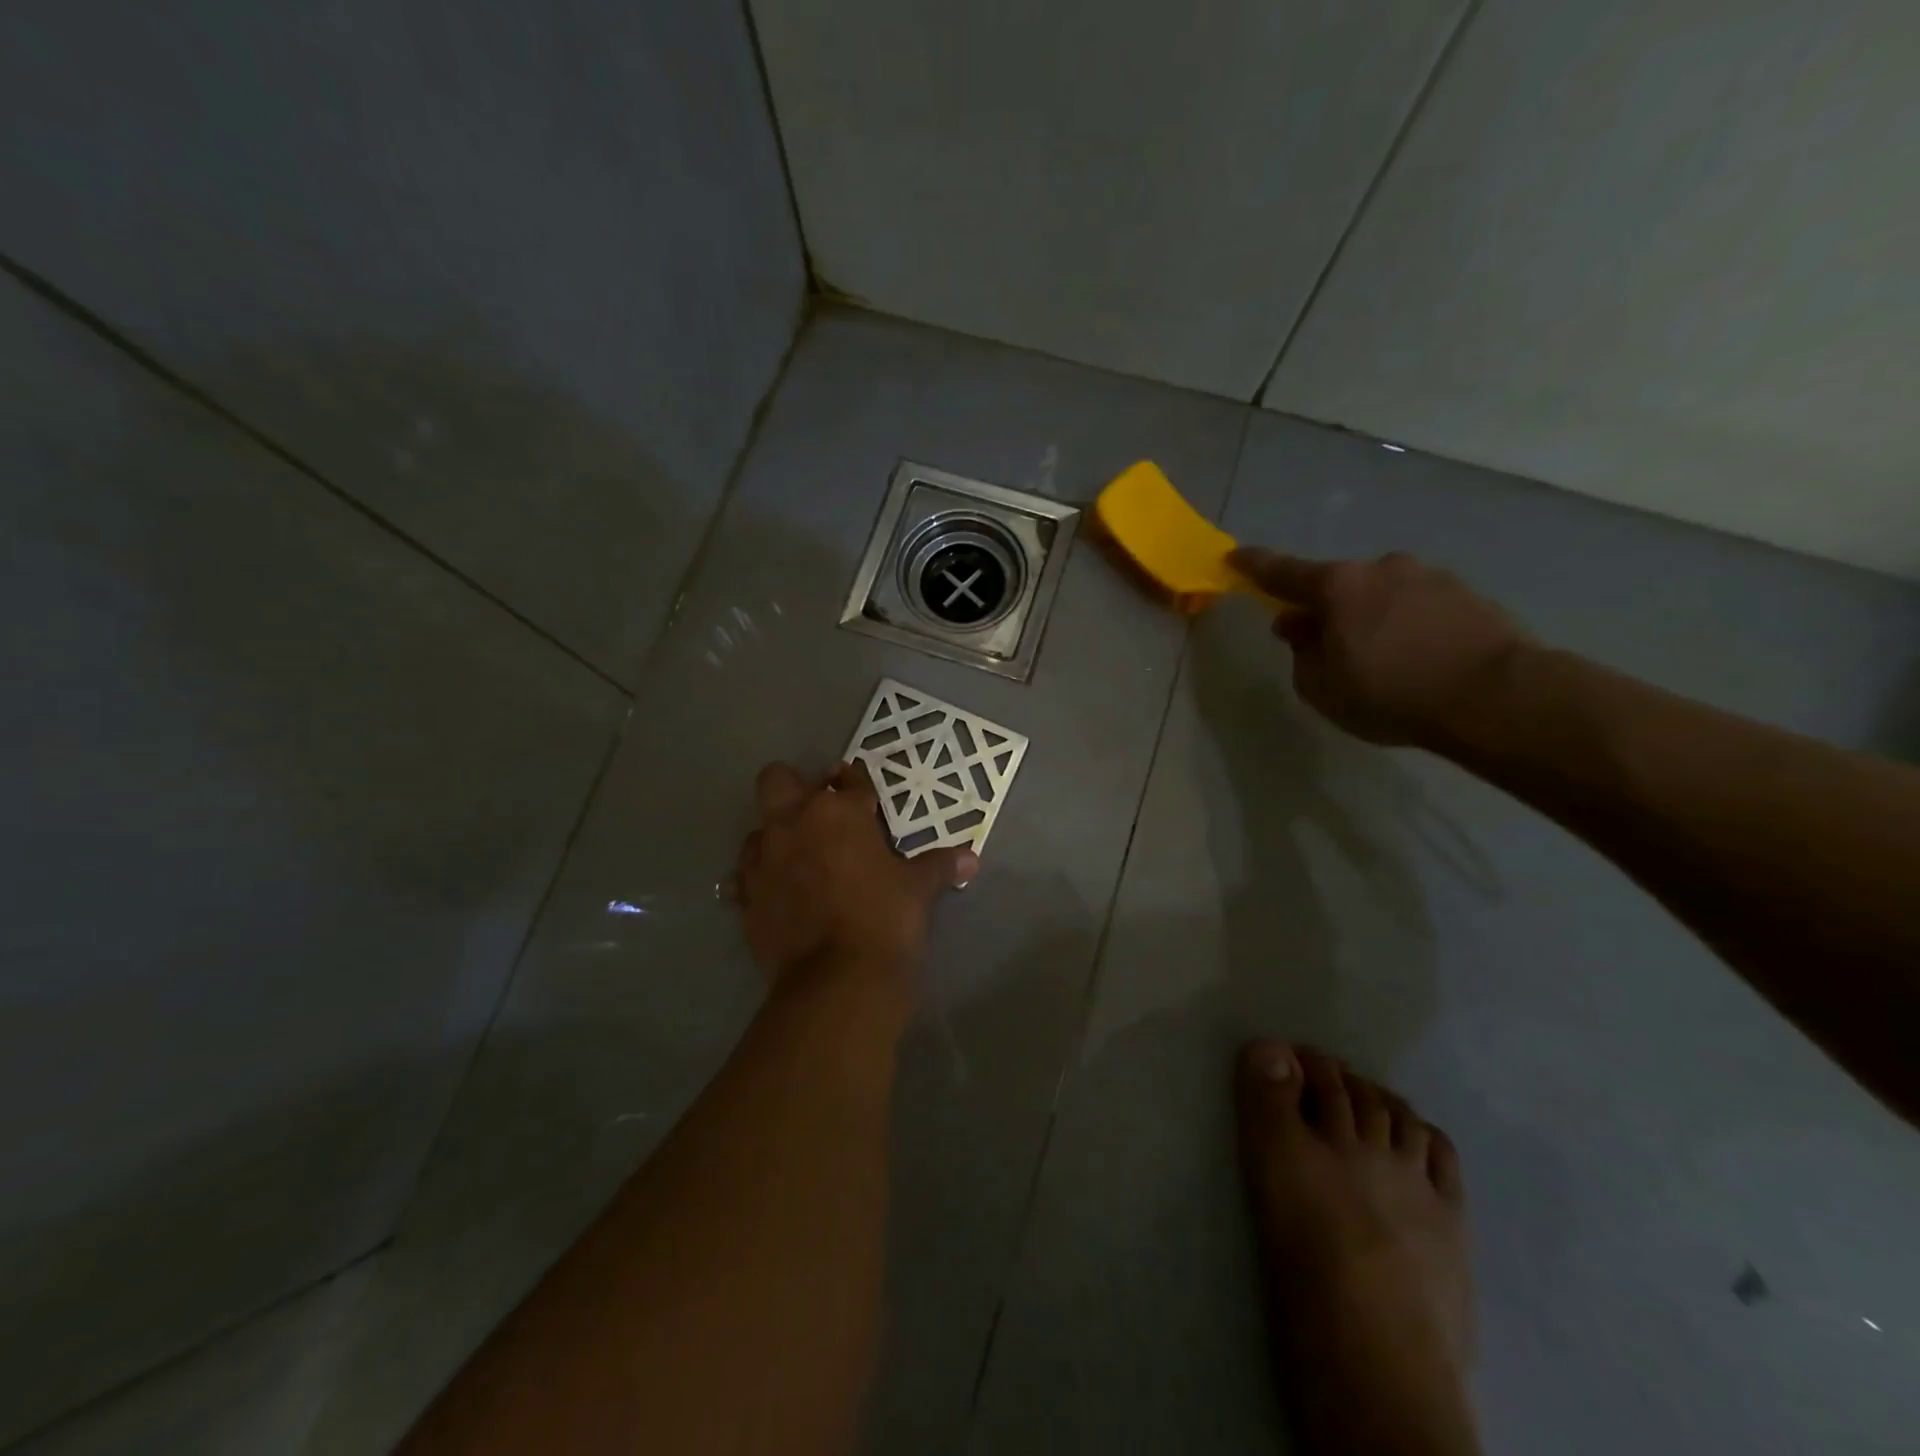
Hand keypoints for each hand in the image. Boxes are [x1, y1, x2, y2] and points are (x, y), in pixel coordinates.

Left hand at [733, 761, 977, 982]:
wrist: (837, 980)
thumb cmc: (885, 919)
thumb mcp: (919, 889)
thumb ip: (940, 866)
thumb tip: (972, 859)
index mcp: (837, 811)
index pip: (849, 780)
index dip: (858, 785)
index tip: (865, 797)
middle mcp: (792, 823)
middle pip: (778, 779)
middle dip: (796, 787)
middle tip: (820, 814)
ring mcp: (763, 859)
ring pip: (758, 827)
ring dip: (776, 835)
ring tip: (800, 858)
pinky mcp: (746, 896)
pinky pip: (746, 874)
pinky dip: (762, 877)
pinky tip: (780, 893)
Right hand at [1230, 548, 1526, 747]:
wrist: (1494, 696)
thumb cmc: (1391, 694)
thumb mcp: (1322, 688)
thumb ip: (1301, 653)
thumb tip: (1296, 625)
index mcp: (1338, 587)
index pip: (1283, 572)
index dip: (1255, 566)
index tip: (1235, 556)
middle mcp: (1381, 569)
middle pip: (1339, 586)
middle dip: (1327, 609)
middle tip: (1328, 646)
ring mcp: (1429, 576)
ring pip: (1382, 595)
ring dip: (1372, 618)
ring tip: (1384, 661)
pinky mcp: (1466, 593)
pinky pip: (1419, 606)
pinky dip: (1409, 625)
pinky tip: (1420, 659)